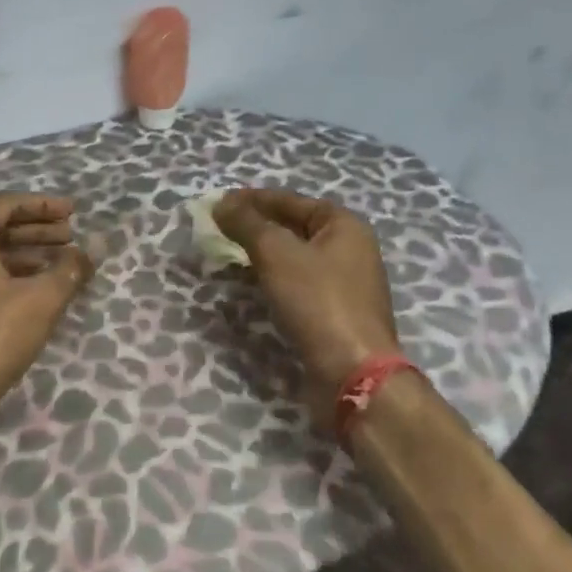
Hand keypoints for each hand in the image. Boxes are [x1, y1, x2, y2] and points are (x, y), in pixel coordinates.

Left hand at [0, 193, 94, 427]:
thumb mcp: (39, 301)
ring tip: (61, 267)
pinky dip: (7, 280)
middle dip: (36, 232)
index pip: (5, 205)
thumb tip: (95, 247)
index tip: (74, 212)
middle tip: (71, 238)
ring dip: (24, 258)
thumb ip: (69, 269)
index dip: (43, 206)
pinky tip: (33, 297)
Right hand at [213, 189, 402, 428]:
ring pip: (294, 257)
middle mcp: (349, 248)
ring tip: (227, 252)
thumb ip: (247, 223)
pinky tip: (249, 283)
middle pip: (294, 227)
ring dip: (261, 253)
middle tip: (219, 226)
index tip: (220, 201)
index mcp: (344, 225)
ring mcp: (344, 283)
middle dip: (256, 225)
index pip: (291, 200)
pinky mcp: (334, 312)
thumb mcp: (276, 253)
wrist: (352, 372)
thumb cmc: (317, 301)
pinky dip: (272, 277)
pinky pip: (297, 283)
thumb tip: (220, 203)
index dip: (253, 198)